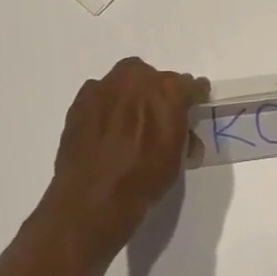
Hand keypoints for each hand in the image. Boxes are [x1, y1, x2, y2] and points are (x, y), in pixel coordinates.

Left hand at [46, 58, 208, 250]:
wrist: (94, 198)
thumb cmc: (144, 180)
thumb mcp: (177, 158)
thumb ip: (183, 133)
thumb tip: (184, 130)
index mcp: (169, 92)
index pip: (190, 85)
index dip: (194, 95)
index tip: (195, 104)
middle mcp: (138, 80)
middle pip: (155, 77)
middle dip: (159, 92)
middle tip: (158, 115)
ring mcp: (106, 87)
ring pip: (125, 80)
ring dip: (131, 94)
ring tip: (129, 120)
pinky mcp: (81, 99)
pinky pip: (101, 94)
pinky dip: (107, 104)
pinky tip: (106, 126)